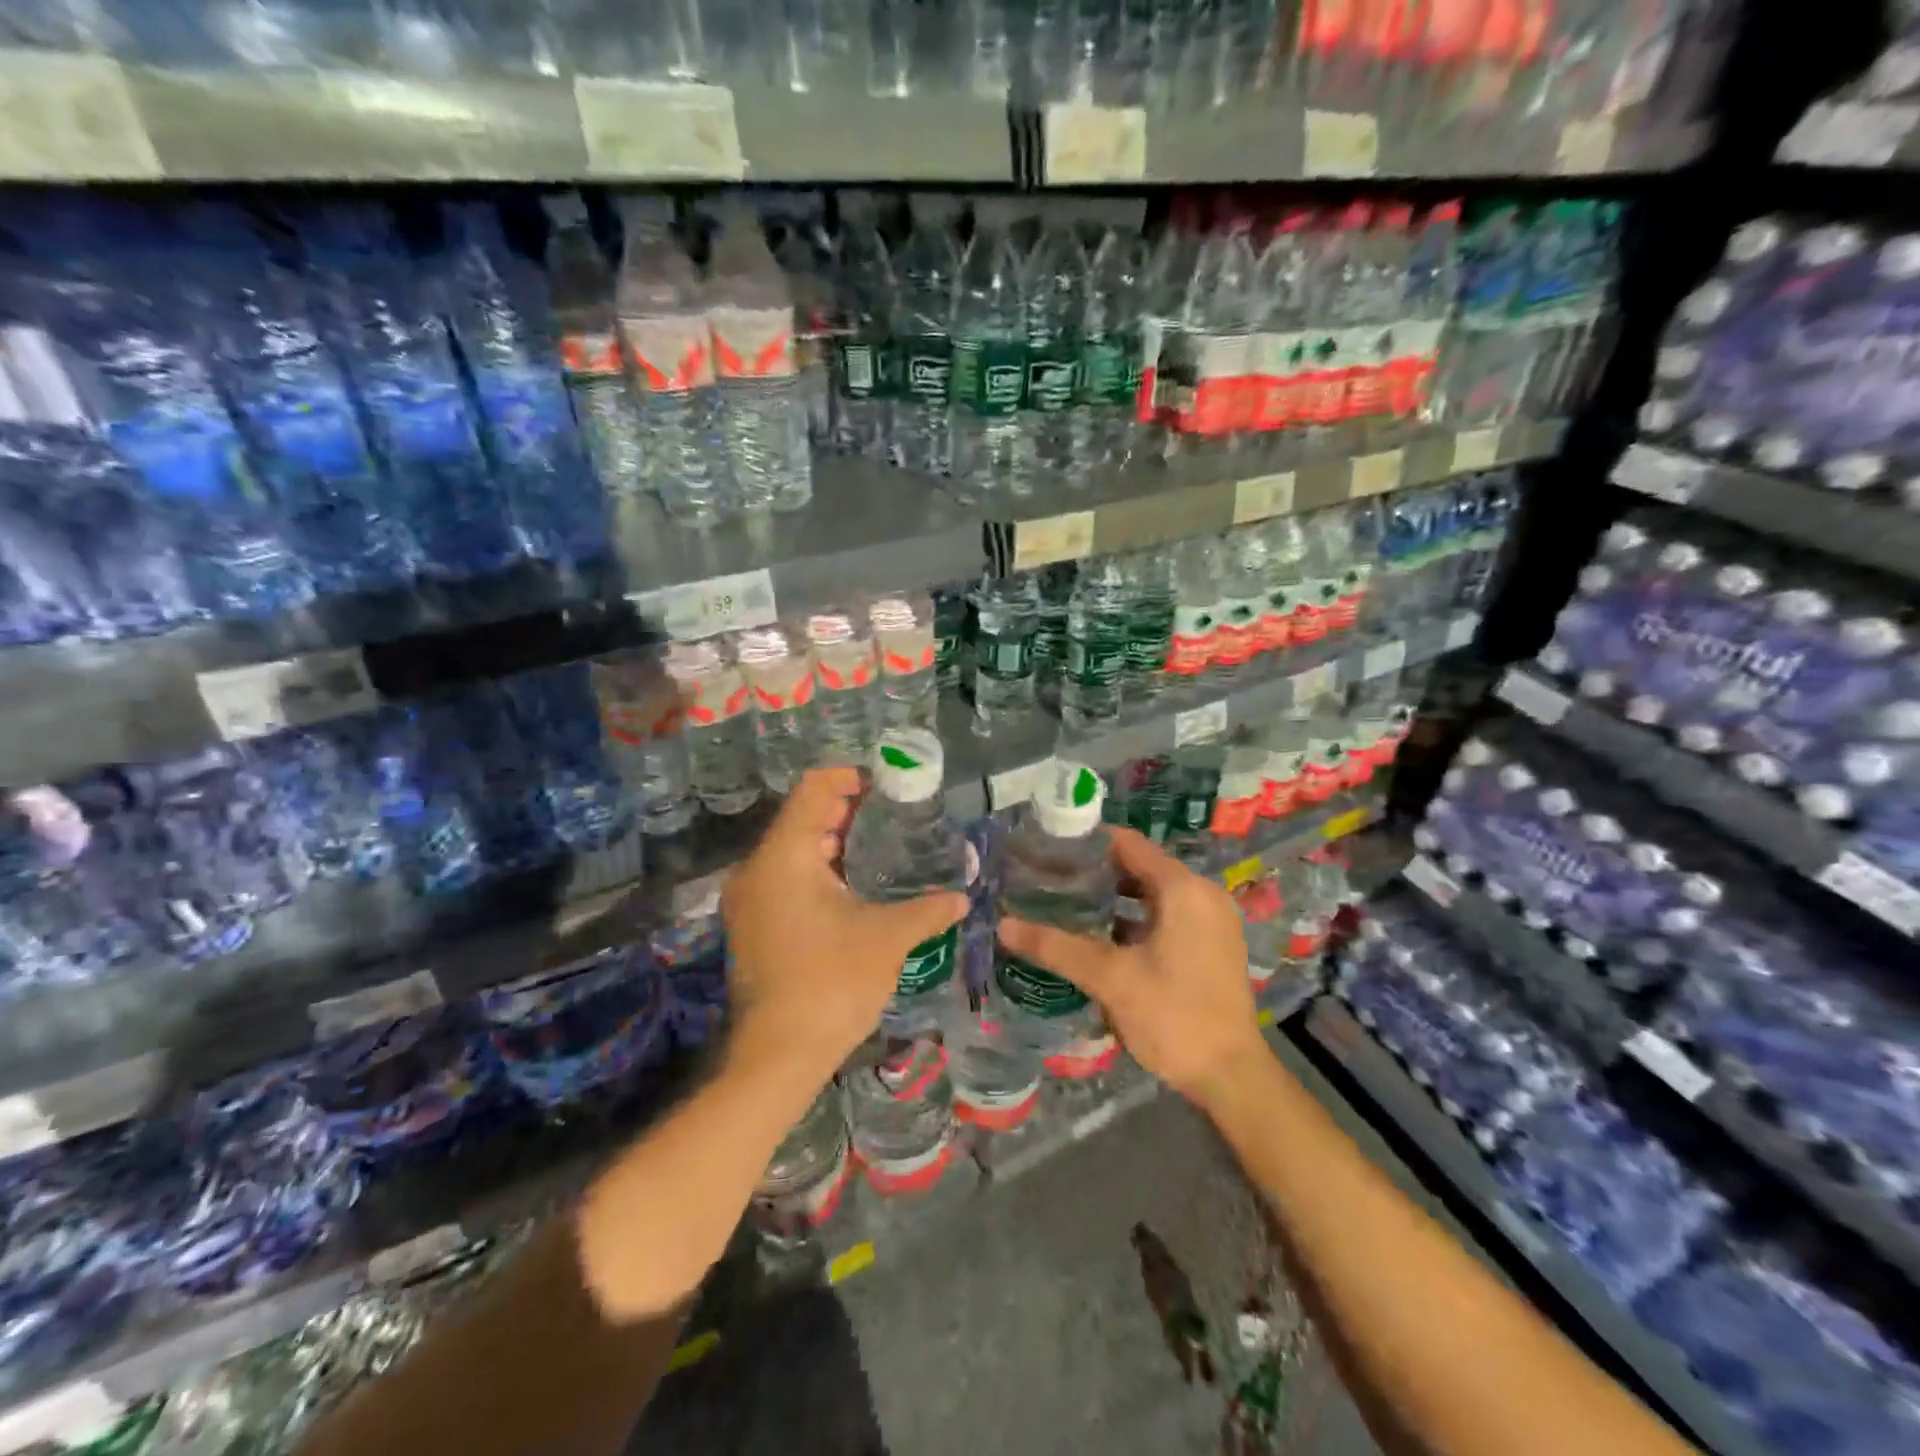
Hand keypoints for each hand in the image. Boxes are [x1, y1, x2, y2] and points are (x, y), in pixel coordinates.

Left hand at [722, 767, 967, 1089]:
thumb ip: (926, 910)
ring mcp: (749, 899)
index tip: (887, 786)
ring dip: (833, 842)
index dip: (850, 778)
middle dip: (847, 811)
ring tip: (881, 847)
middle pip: (802, 817)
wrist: (778, 1056)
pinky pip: (785, 876)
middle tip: (894, 816)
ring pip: (792, 849)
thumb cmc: (832, 983)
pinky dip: (818, 870)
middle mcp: (756, 868)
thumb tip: (962, 898)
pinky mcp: (751, 924)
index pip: (813, 789)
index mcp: (784, 856)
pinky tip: (854, 886)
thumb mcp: (887, 939)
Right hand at [997, 827, 1266, 1106]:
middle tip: (1050, 879)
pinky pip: (1169, 913)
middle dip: (1096, 871)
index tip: (1048, 848)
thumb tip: (1003, 926)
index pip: (1128, 843)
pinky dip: (1137, 916)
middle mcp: (1202, 893)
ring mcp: (1212, 919)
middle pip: (1141, 865)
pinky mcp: (1213, 944)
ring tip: (1068, 904)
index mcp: (1182, 888)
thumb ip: (1056, 947)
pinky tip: (1103, 935)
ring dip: (1115, 895)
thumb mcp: (1110, 979)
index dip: (1087, 842)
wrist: (1232, 1077)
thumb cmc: (1173, 1017)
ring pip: (1154, 892)